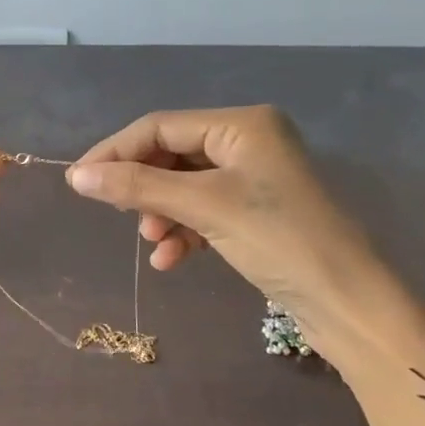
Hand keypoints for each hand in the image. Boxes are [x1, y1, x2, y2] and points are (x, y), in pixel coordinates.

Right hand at [67, 106, 424, 380]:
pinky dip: (183, 231)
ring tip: (151, 241)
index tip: (77, 181)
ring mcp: (254, 178)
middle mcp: (249, 141)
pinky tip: (170, 259)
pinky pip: (204, 211)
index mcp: (243, 123)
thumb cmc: (278, 239)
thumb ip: (137, 187)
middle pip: (172, 154)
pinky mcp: (256, 212)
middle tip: (116, 213)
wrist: (348, 301)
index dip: (115, 151)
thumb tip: (76, 176)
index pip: (160, 126)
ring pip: (185, 186)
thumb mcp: (203, 207)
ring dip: (161, 213)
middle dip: (143, 187)